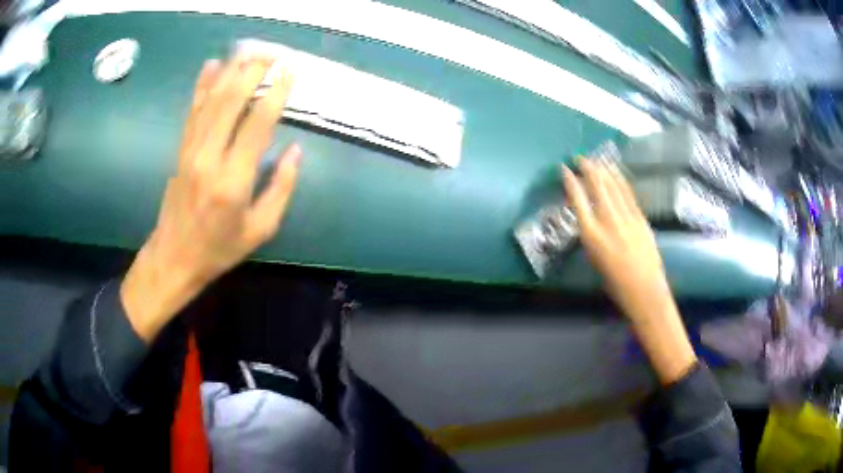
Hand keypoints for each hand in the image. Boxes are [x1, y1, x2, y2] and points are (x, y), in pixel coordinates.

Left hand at [121, 55, 300, 341]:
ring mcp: (191, 151)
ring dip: (231, 71)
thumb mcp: (261, 229)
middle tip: (272, 53)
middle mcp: (210, 158)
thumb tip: (296, 151)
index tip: (290, 72)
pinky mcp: (181, 150)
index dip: (275, 94)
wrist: (174, 258)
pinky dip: (202, 86)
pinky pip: (192, 111)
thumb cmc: (220, 248)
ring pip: (211, 101)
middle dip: (253, 72)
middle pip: (232, 102)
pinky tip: (211, 65)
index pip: (258, 124)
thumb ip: (282, 188)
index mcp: (233, 180)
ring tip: (249, 51)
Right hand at [563, 159, 696, 383]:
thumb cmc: (616, 285)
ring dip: (603, 170)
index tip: (564, 170)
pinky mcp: (641, 218)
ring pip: (614, 186)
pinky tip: (615, 173)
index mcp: (592, 236)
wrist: (646, 291)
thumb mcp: (595, 260)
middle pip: (597, 186)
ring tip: (596, 160)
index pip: (578, 201)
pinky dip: (620, 180)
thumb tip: (591, 220)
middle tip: (580, 158)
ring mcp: (627, 217)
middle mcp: (608, 222)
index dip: (569, 182)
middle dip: (587, 168)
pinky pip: (628, 194)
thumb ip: (592, 236)